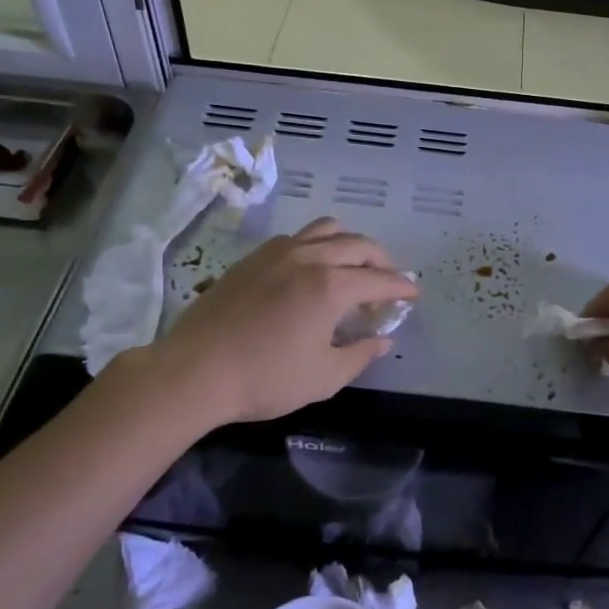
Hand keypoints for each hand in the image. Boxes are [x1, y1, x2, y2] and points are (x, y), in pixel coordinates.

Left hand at [143, 218, 417, 425]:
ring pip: (325, 230)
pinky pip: (296, 237)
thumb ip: (360, 355)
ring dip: (348, 243)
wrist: (194, 371)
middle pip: (357, 245)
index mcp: (331, 286)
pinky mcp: (252, 258)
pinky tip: (310, 268)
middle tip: (389, 279)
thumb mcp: (323, 377)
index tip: (414, 294)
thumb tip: (382, 340)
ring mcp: (277, 252)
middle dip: (381, 260)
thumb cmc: (265, 378)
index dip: (402, 287)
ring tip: (352, 265)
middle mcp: (309, 257)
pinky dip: (316, 245)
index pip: (380, 280)